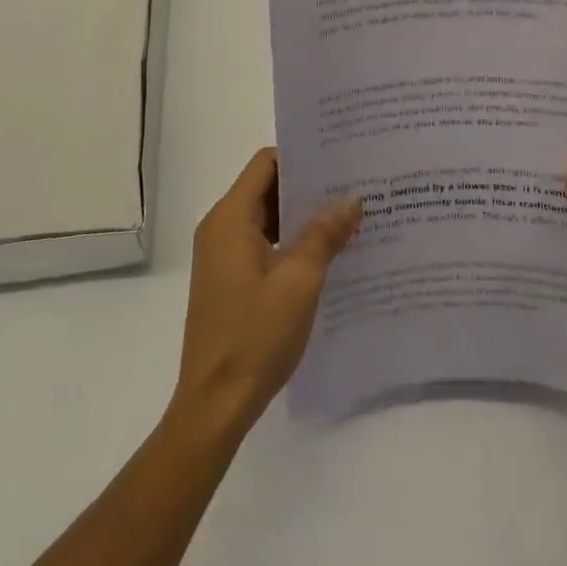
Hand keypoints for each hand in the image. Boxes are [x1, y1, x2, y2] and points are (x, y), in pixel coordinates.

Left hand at [173, 148, 361, 434]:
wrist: (214, 408)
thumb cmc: (254, 336)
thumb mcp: (299, 281)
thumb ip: (324, 233)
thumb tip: (351, 198)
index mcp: (230, 218)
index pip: (267, 162)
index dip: (301, 157)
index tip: (339, 160)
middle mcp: (221, 228)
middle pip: (266, 186)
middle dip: (307, 186)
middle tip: (352, 186)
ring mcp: (222, 256)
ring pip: (266, 216)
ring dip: (302, 216)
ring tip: (347, 217)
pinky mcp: (228, 280)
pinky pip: (262, 242)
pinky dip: (290, 241)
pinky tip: (326, 253)